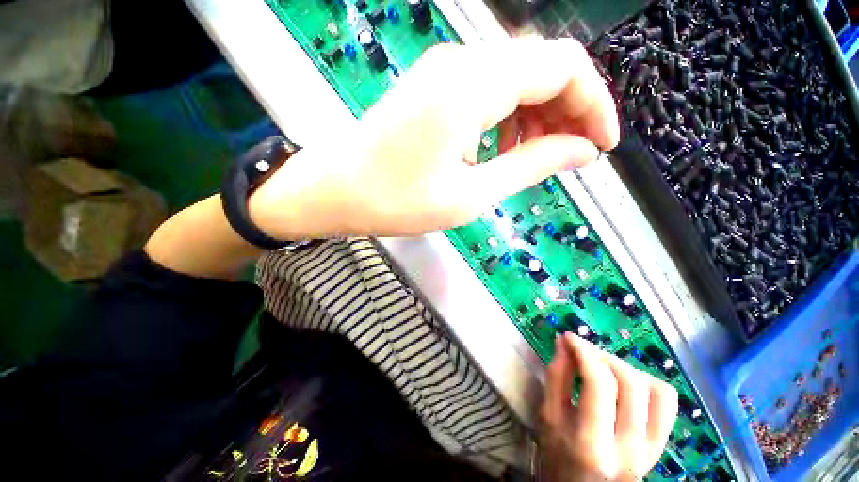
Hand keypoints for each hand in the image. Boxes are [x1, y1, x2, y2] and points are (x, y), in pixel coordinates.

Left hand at [250, 38, 618, 239]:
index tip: (603, 146)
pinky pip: (488, 91)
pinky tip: (503, 147)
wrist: (337, 192)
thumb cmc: (397, 200)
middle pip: (542, 68)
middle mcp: (462, 64)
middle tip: (572, 156)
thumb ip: (531, 165)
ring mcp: (444, 73)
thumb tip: (581, 151)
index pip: (563, 69)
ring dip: (539, 115)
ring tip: (539, 156)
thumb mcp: (471, 194)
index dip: (595, 105)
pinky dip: (510, 117)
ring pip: (516, 79)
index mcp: (474, 86)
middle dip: (569, 111)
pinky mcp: (432, 90)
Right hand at [539, 334, 677, 481]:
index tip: (570, 338)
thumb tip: (563, 343)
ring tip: (605, 367)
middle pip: (630, 383)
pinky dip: (649, 382)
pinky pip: (668, 404)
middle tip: (584, 352)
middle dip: (604, 356)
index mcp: (592, 444)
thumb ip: (556, 377)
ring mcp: (651, 449)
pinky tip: (628, 383)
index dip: (585, 352)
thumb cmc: (558, 457)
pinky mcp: (661, 447)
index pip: (599, 383)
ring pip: (656, 390)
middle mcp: (628, 447)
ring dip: (627, 368)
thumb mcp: (548, 417)